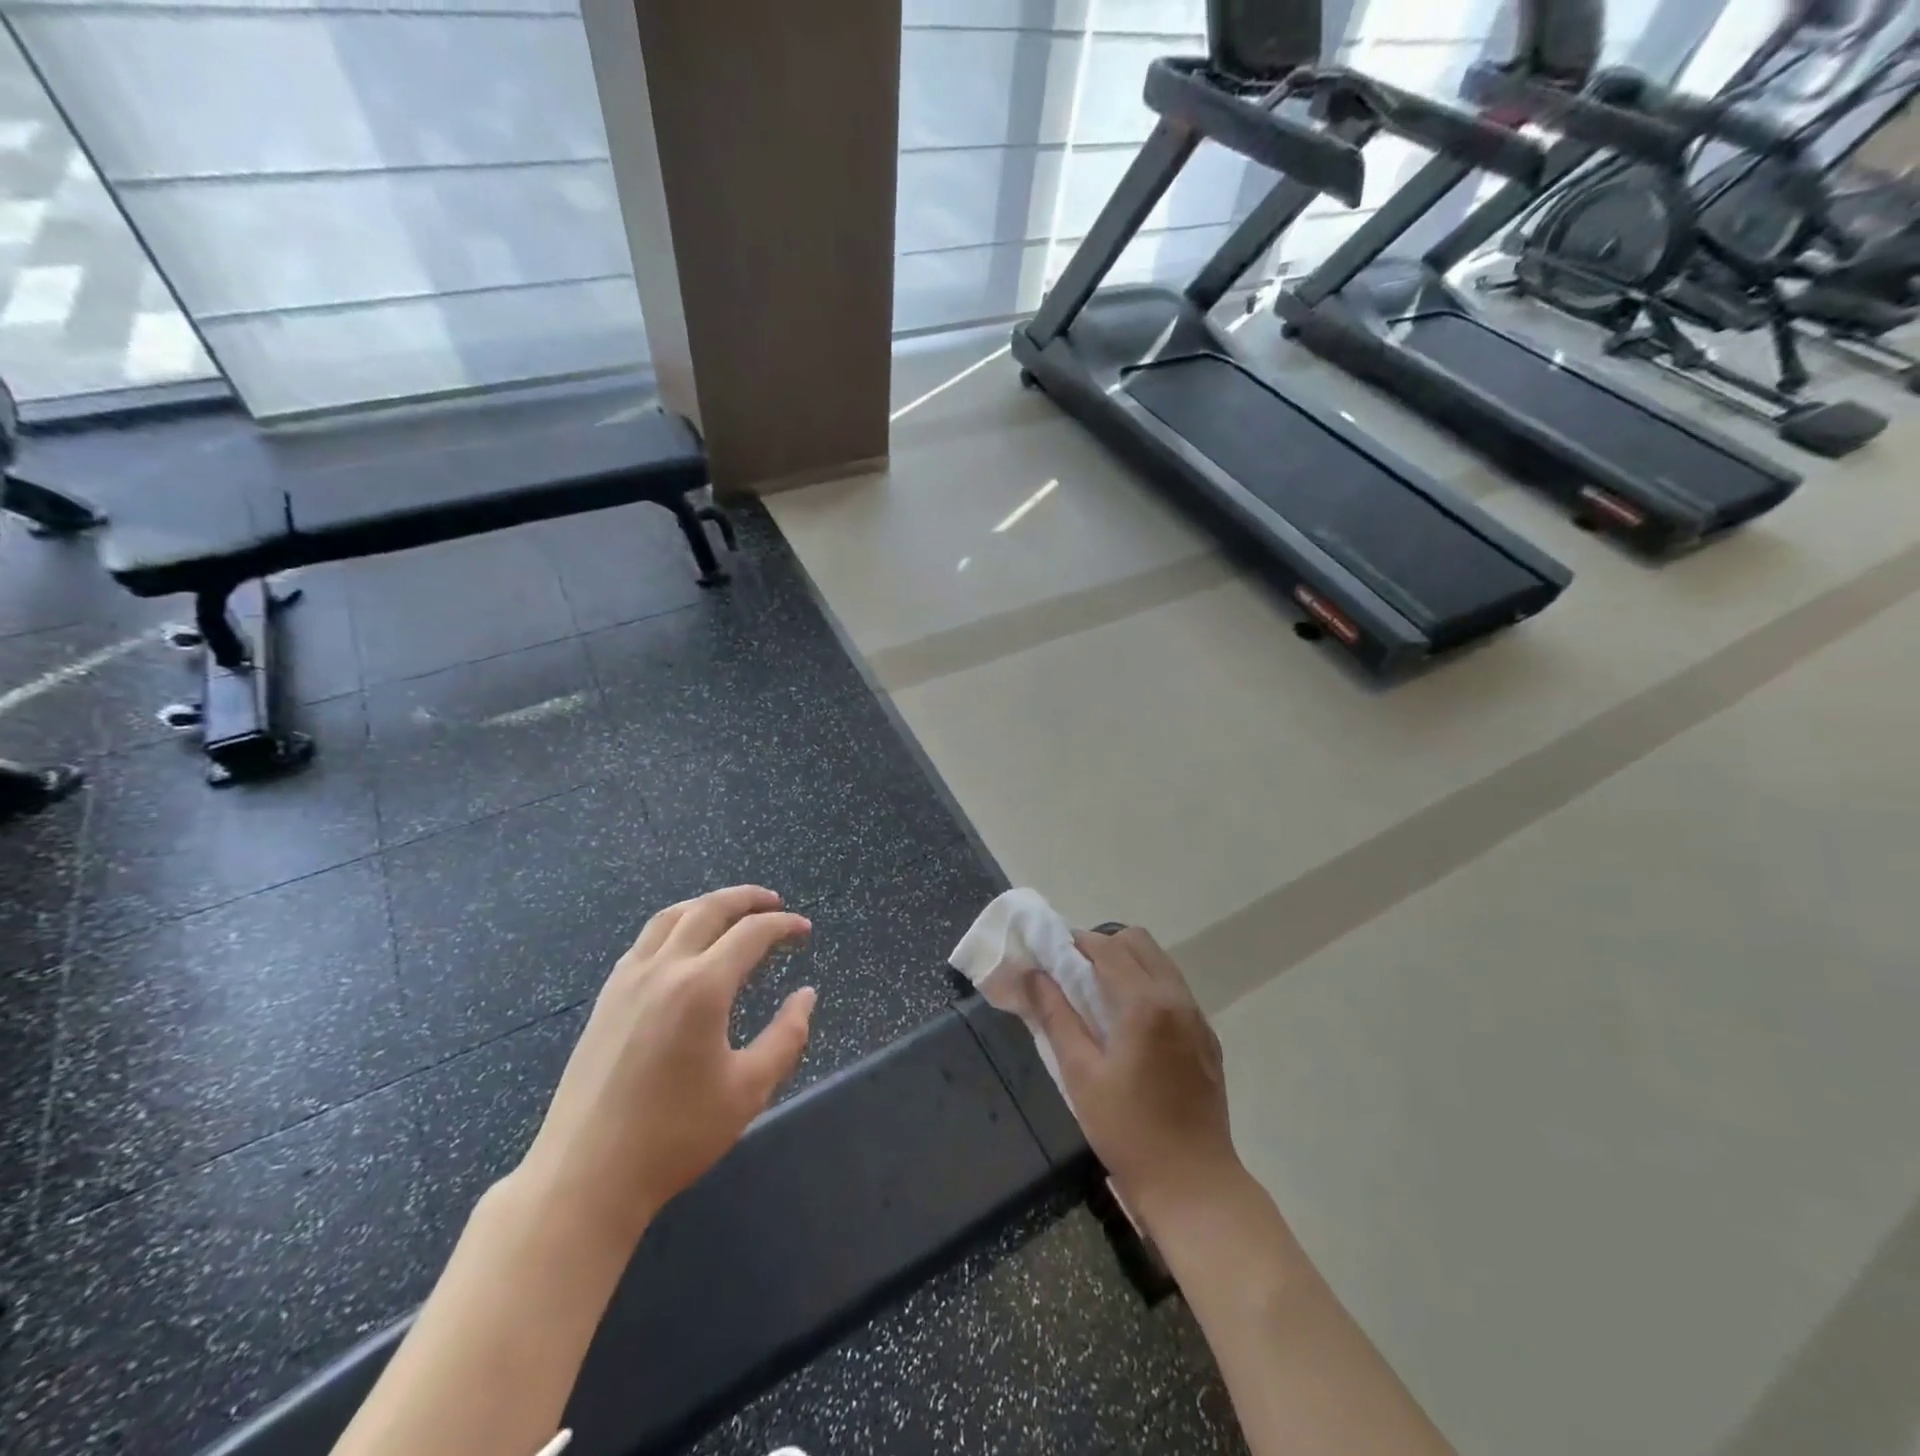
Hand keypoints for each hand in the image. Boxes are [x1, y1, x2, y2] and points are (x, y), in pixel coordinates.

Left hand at [516, 885, 814, 1244]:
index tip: (805, 930)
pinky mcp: (605, 999)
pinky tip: (683, 947)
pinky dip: (674, 926)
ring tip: (732, 912)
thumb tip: (806, 995)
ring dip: (706, 905)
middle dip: (747, 899)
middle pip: (708, 909)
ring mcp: (627, 981)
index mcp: (701, 987)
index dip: (783, 925)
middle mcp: (663, 969)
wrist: (585, 1177)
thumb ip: (787, 1036)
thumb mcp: (749, 1090)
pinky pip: (644, 941)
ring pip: (670, 917)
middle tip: (775, 903)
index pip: (751, 933)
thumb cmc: (675, 1136)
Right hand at [1026, 926, 1240, 1227]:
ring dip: (1127, 963)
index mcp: (1145, 1004)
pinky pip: (1174, 989)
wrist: (1195, 1186)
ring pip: (1159, 962)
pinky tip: (1129, 1024)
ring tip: (1098, 997)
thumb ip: (1056, 1015)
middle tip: (1074, 975)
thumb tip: (1031, 974)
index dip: (1076, 943)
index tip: (1050, 957)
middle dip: (1103, 946)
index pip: (1108, 947)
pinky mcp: (1207, 1037)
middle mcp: (1177, 998)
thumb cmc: (1128, 1132)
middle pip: (1138, 942)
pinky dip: (1148, 985)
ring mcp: (1198, 1017)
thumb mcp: (1080, 1074)